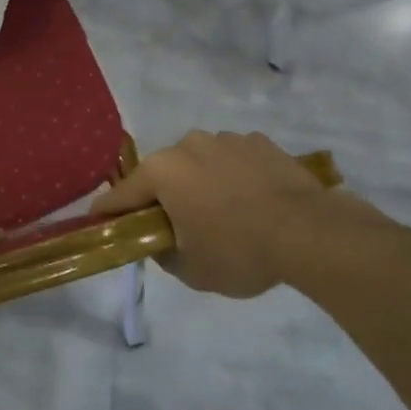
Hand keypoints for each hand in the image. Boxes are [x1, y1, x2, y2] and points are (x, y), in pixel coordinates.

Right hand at [90, 130, 374, 297]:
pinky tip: (253, 202)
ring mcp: (226, 139)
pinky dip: (234, 177)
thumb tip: (159, 241)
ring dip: (201, 184)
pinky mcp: (259, 142)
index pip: (121, 194)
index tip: (99, 222)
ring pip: (200, 164)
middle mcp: (187, 145)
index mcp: (162, 171)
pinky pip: (233, 161)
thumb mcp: (191, 270)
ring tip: (224, 215)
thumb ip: (162, 253)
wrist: (311, 233)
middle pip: (162, 174)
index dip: (108, 212)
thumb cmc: (239, 251)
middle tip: (176, 227)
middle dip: (163, 197)